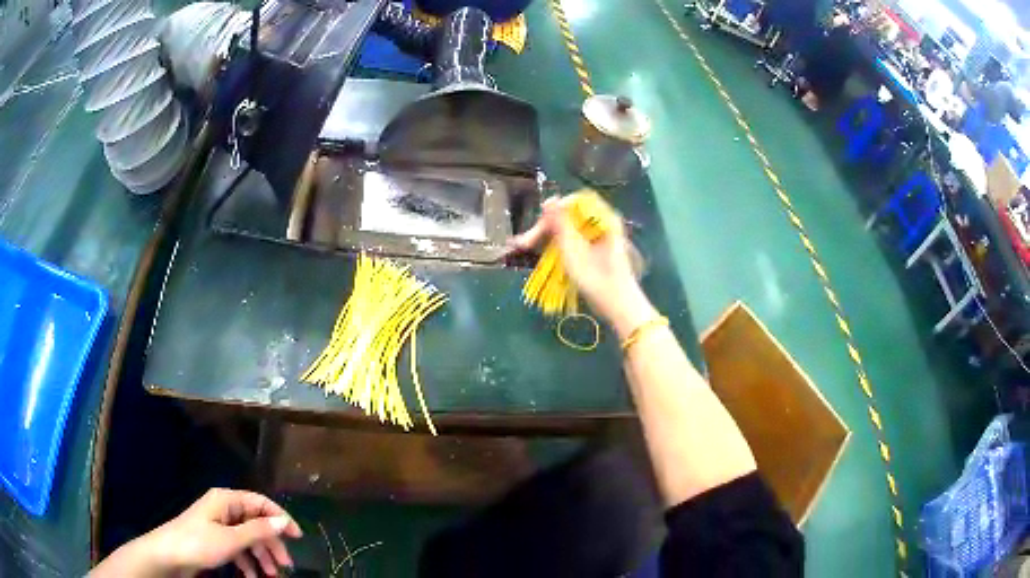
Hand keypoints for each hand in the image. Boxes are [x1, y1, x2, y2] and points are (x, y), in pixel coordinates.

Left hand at [91, 489, 302, 577]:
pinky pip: (238, 549)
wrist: (168, 556)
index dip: (280, 518)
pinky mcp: (215, 540)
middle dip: (271, 545)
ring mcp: (219, 525)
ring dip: (261, 557)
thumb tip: (283, 522)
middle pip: (256, 523)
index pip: (260, 503)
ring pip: (248, 539)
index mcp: (226, 500)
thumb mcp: (230, 539)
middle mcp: (224, 509)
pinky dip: (248, 562)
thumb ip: (258, 531)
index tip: (298, 538)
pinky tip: (253, 576)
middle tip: (286, 566)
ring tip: (271, 576)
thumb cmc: (198, 543)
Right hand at [510, 196, 656, 336]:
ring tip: (526, 246)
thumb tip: (550, 199)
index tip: (539, 225)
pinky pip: (573, 238)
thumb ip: (560, 223)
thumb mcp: (573, 249)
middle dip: (545, 226)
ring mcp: (599, 235)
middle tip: (524, 242)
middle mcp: (603, 221)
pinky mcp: (595, 248)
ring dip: (547, 235)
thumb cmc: (597, 278)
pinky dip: (557, 243)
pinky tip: (542, 251)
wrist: (618, 305)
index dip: (554, 209)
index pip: (574, 202)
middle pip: (569, 215)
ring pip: (568, 227)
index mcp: (604, 217)